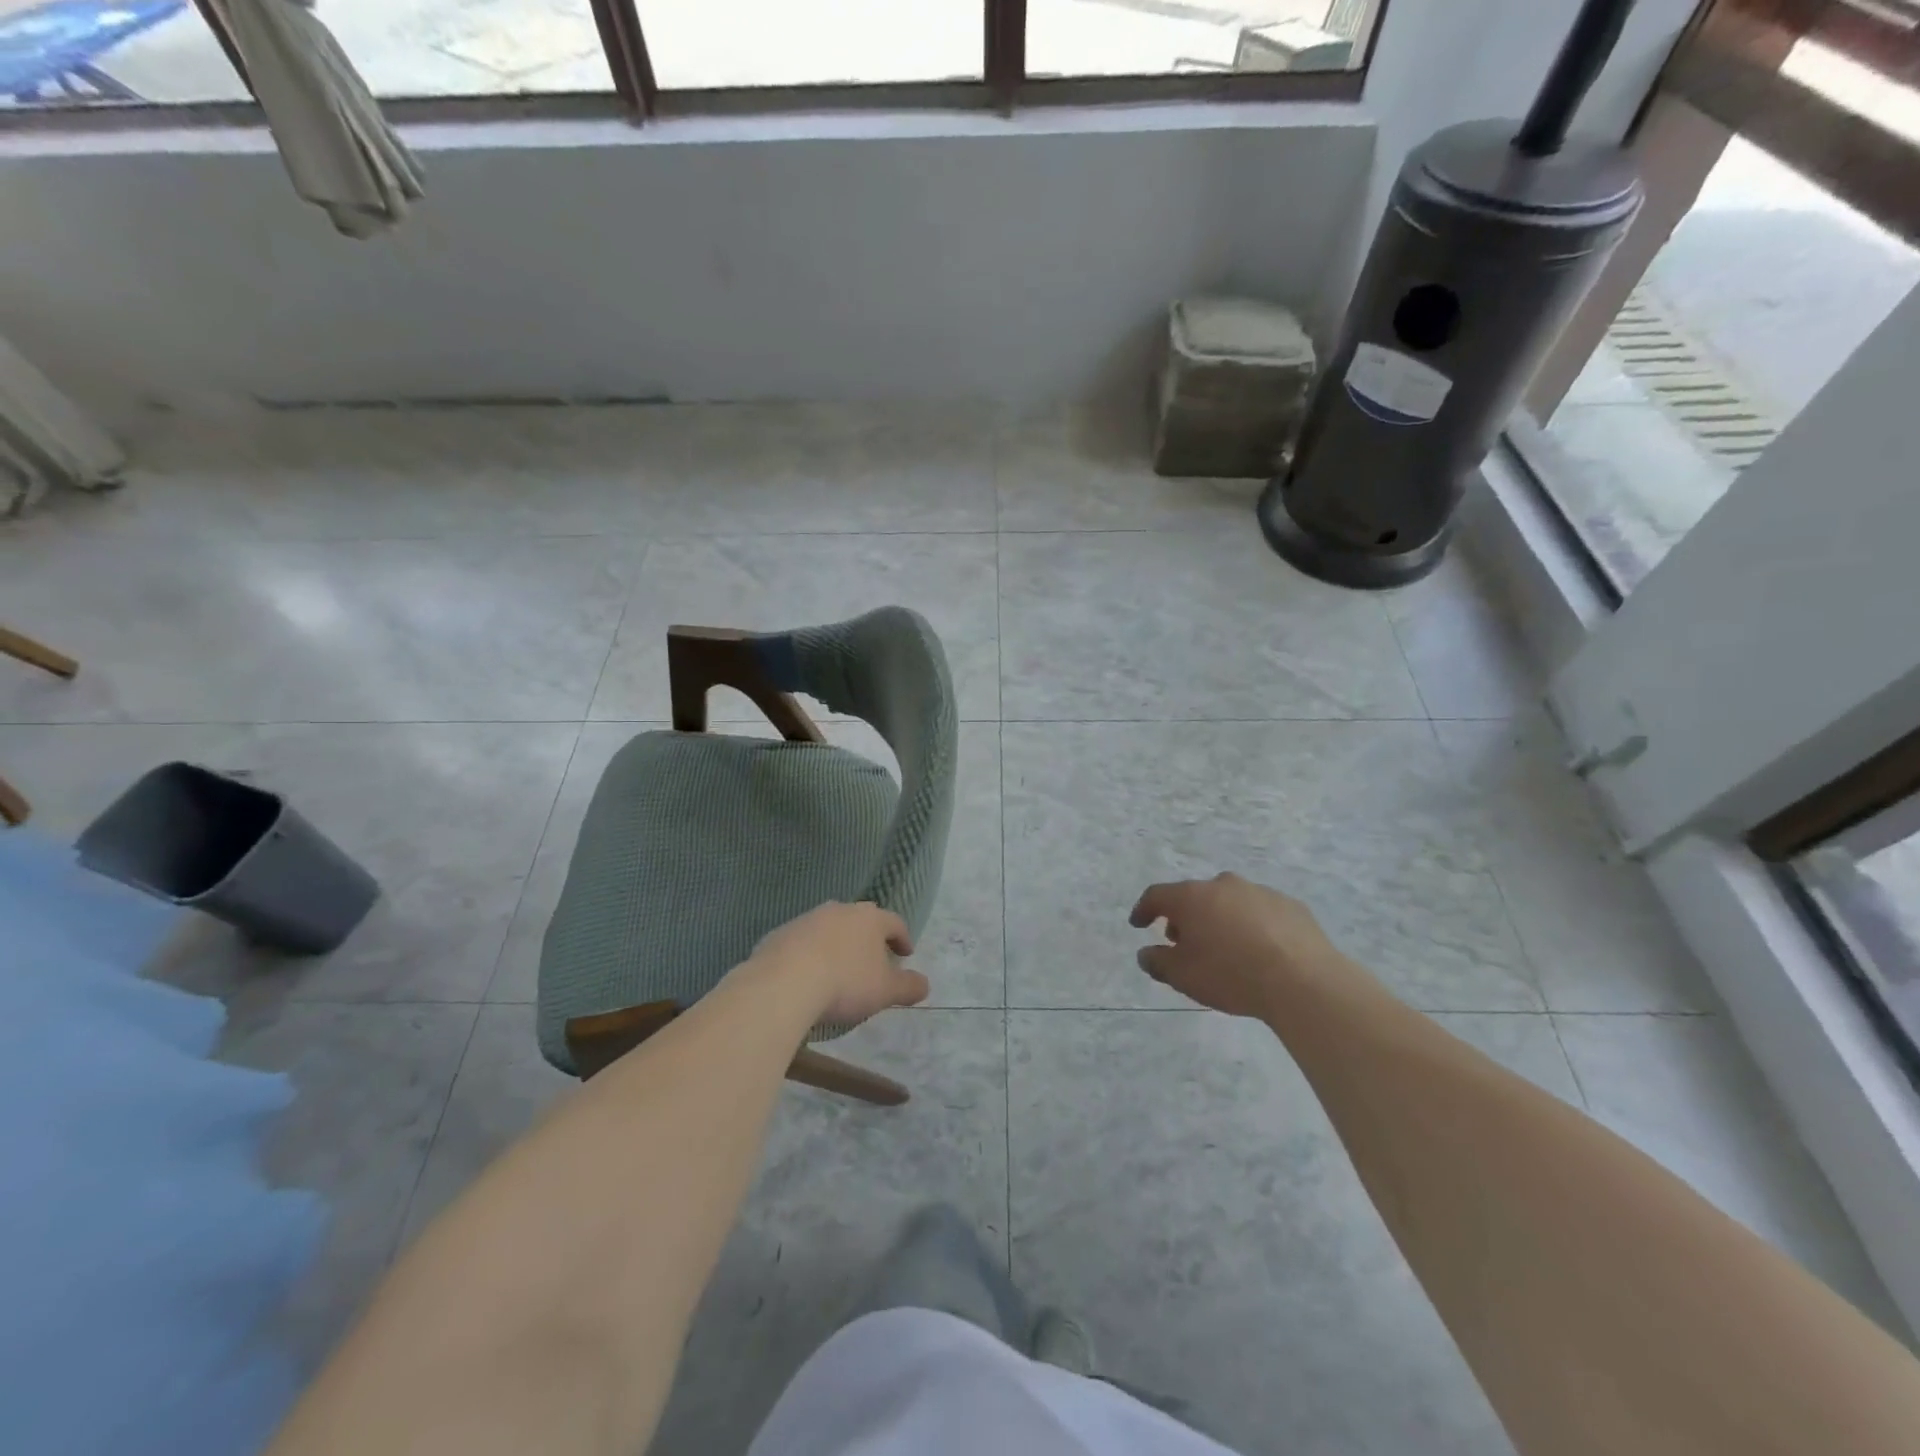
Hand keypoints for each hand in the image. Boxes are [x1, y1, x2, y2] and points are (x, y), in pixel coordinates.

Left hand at [748, 901, 929, 1025]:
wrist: (783, 983)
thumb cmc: (845, 983)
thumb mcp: (885, 991)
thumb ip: (908, 986)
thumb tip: (924, 984)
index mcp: (869, 919)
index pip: (894, 922)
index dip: (902, 938)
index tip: (906, 953)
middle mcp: (839, 911)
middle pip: (860, 919)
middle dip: (868, 937)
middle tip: (873, 957)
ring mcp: (807, 919)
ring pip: (829, 927)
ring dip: (837, 943)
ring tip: (838, 968)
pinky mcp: (779, 934)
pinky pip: (802, 942)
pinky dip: (809, 954)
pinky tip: (807, 975)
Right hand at [1129, 873, 1353, 1019]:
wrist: (1304, 982)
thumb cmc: (1231, 975)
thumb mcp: (1183, 976)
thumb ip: (1158, 962)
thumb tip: (1146, 953)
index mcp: (1192, 897)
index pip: (1156, 895)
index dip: (1144, 909)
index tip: (1138, 924)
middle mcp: (1223, 885)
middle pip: (1194, 896)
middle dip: (1185, 917)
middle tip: (1183, 942)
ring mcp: (1260, 892)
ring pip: (1229, 901)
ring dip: (1220, 919)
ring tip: (1224, 948)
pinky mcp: (1291, 905)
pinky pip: (1260, 912)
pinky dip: (1252, 925)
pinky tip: (1259, 950)